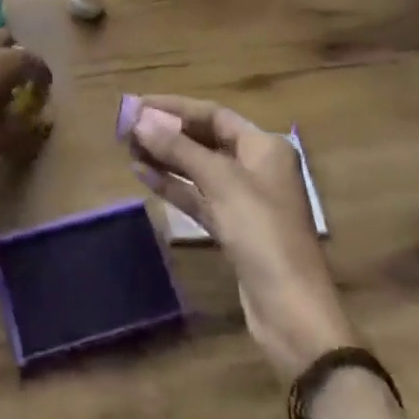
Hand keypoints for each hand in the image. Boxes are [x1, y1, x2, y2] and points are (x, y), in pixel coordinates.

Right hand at [128, 96, 401, 418]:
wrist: (291, 313)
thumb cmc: (262, 233)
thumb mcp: (220, 183)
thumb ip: (179, 149)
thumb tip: (139, 119)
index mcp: (264, 147)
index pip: (213, 114)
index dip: (175, 107)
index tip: (137, 105)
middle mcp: (256, 167)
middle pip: (205, 139)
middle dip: (167, 132)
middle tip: (126, 127)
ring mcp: (244, 200)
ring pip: (198, 168)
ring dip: (165, 158)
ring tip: (128, 148)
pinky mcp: (233, 229)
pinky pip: (197, 197)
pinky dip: (172, 186)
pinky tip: (143, 175)